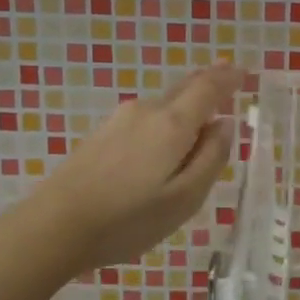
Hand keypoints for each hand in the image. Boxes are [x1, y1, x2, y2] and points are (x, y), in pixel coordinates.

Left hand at [33, 64, 242, 272]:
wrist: (54, 227)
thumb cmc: (128, 219)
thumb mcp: (185, 198)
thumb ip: (211, 158)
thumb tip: (225, 125)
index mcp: (172, 124)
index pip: (208, 88)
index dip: (229, 78)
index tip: (244, 72)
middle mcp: (146, 111)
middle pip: (184, 89)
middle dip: (208, 84)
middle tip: (229, 80)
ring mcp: (119, 121)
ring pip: (164, 106)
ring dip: (185, 107)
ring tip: (201, 122)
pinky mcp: (101, 135)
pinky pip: (146, 120)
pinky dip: (165, 122)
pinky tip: (163, 144)